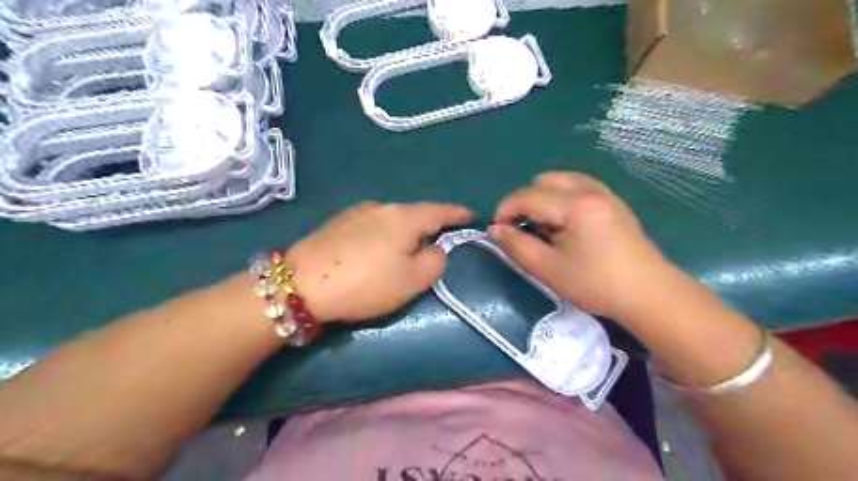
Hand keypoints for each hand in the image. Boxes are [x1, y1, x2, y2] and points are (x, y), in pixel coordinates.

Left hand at [290, 201, 476, 321]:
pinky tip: (374, 251)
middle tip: (436, 244)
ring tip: (403, 251)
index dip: (459, 213)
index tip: (472, 215)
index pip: (440, 210)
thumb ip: (435, 261)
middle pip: (415, 214)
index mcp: (404, 218)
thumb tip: (436, 248)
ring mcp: (357, 211)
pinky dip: (383, 234)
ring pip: (392, 219)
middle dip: (429, 226)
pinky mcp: (338, 221)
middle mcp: (382, 207)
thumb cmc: (366, 284)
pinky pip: (372, 224)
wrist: (302, 284)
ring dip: (404, 231)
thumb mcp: (412, 280)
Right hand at [490, 170, 668, 317]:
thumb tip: (494, 230)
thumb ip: (516, 246)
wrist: (649, 294)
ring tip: (543, 226)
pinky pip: (578, 186)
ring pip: (561, 180)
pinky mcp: (612, 202)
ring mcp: (604, 193)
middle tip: (522, 229)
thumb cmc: (596, 284)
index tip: (498, 232)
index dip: (505, 211)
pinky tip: (564, 223)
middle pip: (543, 181)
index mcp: (574, 205)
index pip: (527, 196)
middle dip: (524, 202)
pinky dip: (561, 197)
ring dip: (543, 197)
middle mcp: (589, 190)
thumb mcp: (548, 269)